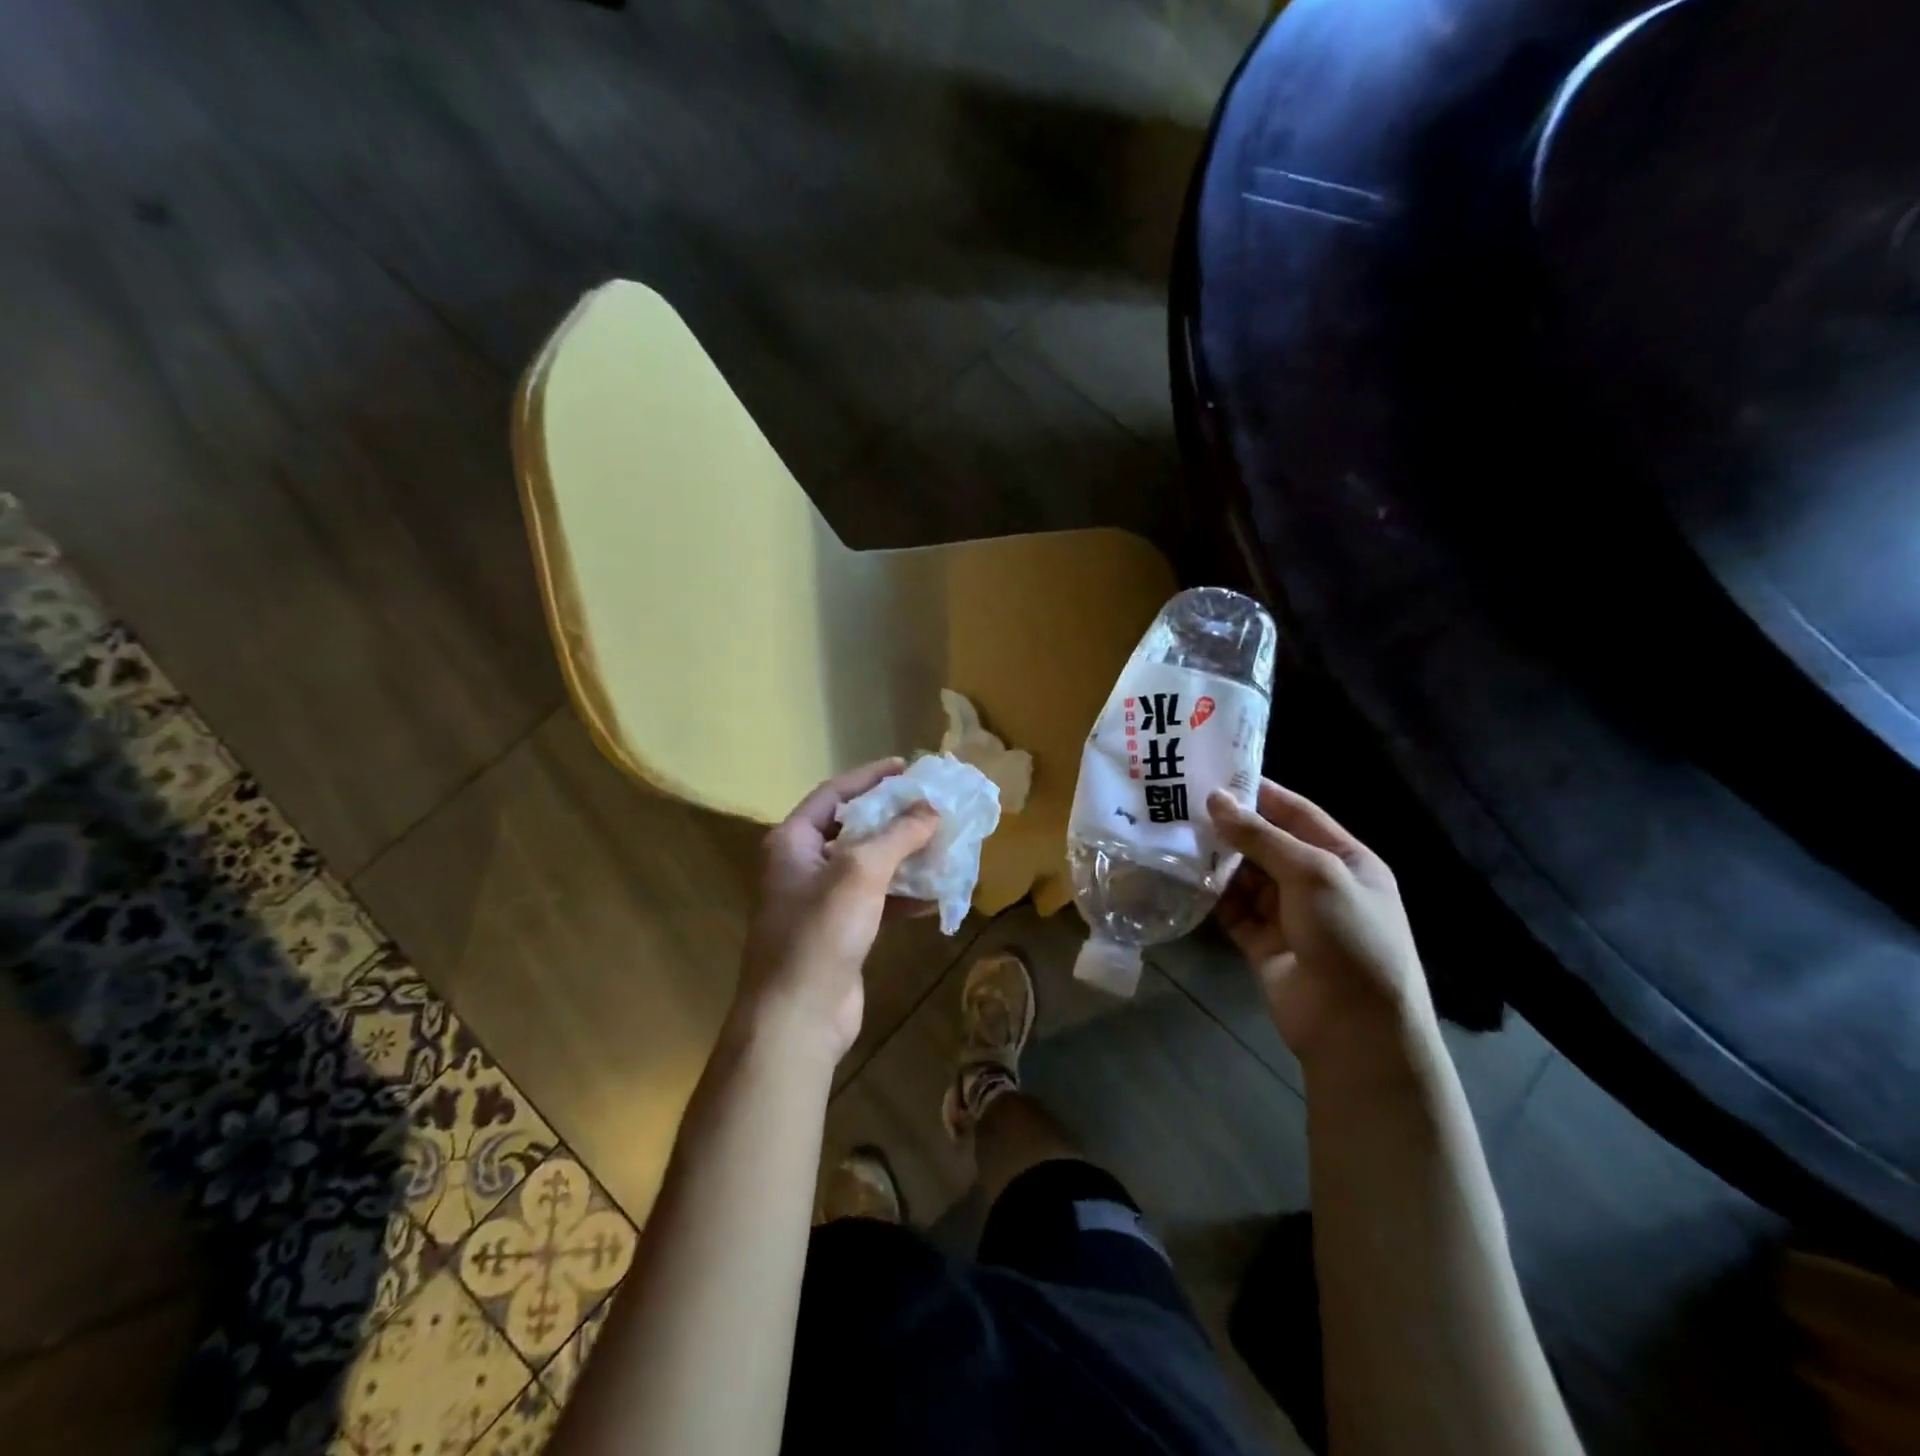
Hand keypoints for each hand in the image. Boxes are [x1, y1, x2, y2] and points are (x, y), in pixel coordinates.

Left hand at [734, 759, 938, 1065]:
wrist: (798, 1017)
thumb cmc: (820, 932)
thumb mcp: (860, 871)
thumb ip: (898, 834)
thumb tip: (931, 808)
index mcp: (793, 842)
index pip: (834, 794)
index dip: (870, 778)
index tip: (907, 767)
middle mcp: (803, 866)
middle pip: (853, 828)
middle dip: (894, 818)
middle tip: (932, 804)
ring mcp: (821, 902)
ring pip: (868, 866)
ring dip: (904, 856)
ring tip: (942, 843)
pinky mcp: (841, 932)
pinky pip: (876, 901)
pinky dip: (903, 895)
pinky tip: (935, 893)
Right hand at [1208, 780, 1432, 1075]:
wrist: (1356, 1028)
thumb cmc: (1349, 936)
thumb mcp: (1313, 874)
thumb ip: (1262, 836)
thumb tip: (1216, 800)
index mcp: (1345, 859)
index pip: (1297, 813)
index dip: (1259, 793)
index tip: (1215, 774)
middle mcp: (1316, 883)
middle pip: (1267, 844)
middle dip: (1229, 826)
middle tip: (1181, 803)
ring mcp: (1289, 915)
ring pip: (1245, 877)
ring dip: (1216, 860)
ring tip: (1173, 835)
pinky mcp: (1263, 943)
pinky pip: (1232, 910)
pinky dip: (1211, 896)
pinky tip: (1183, 877)